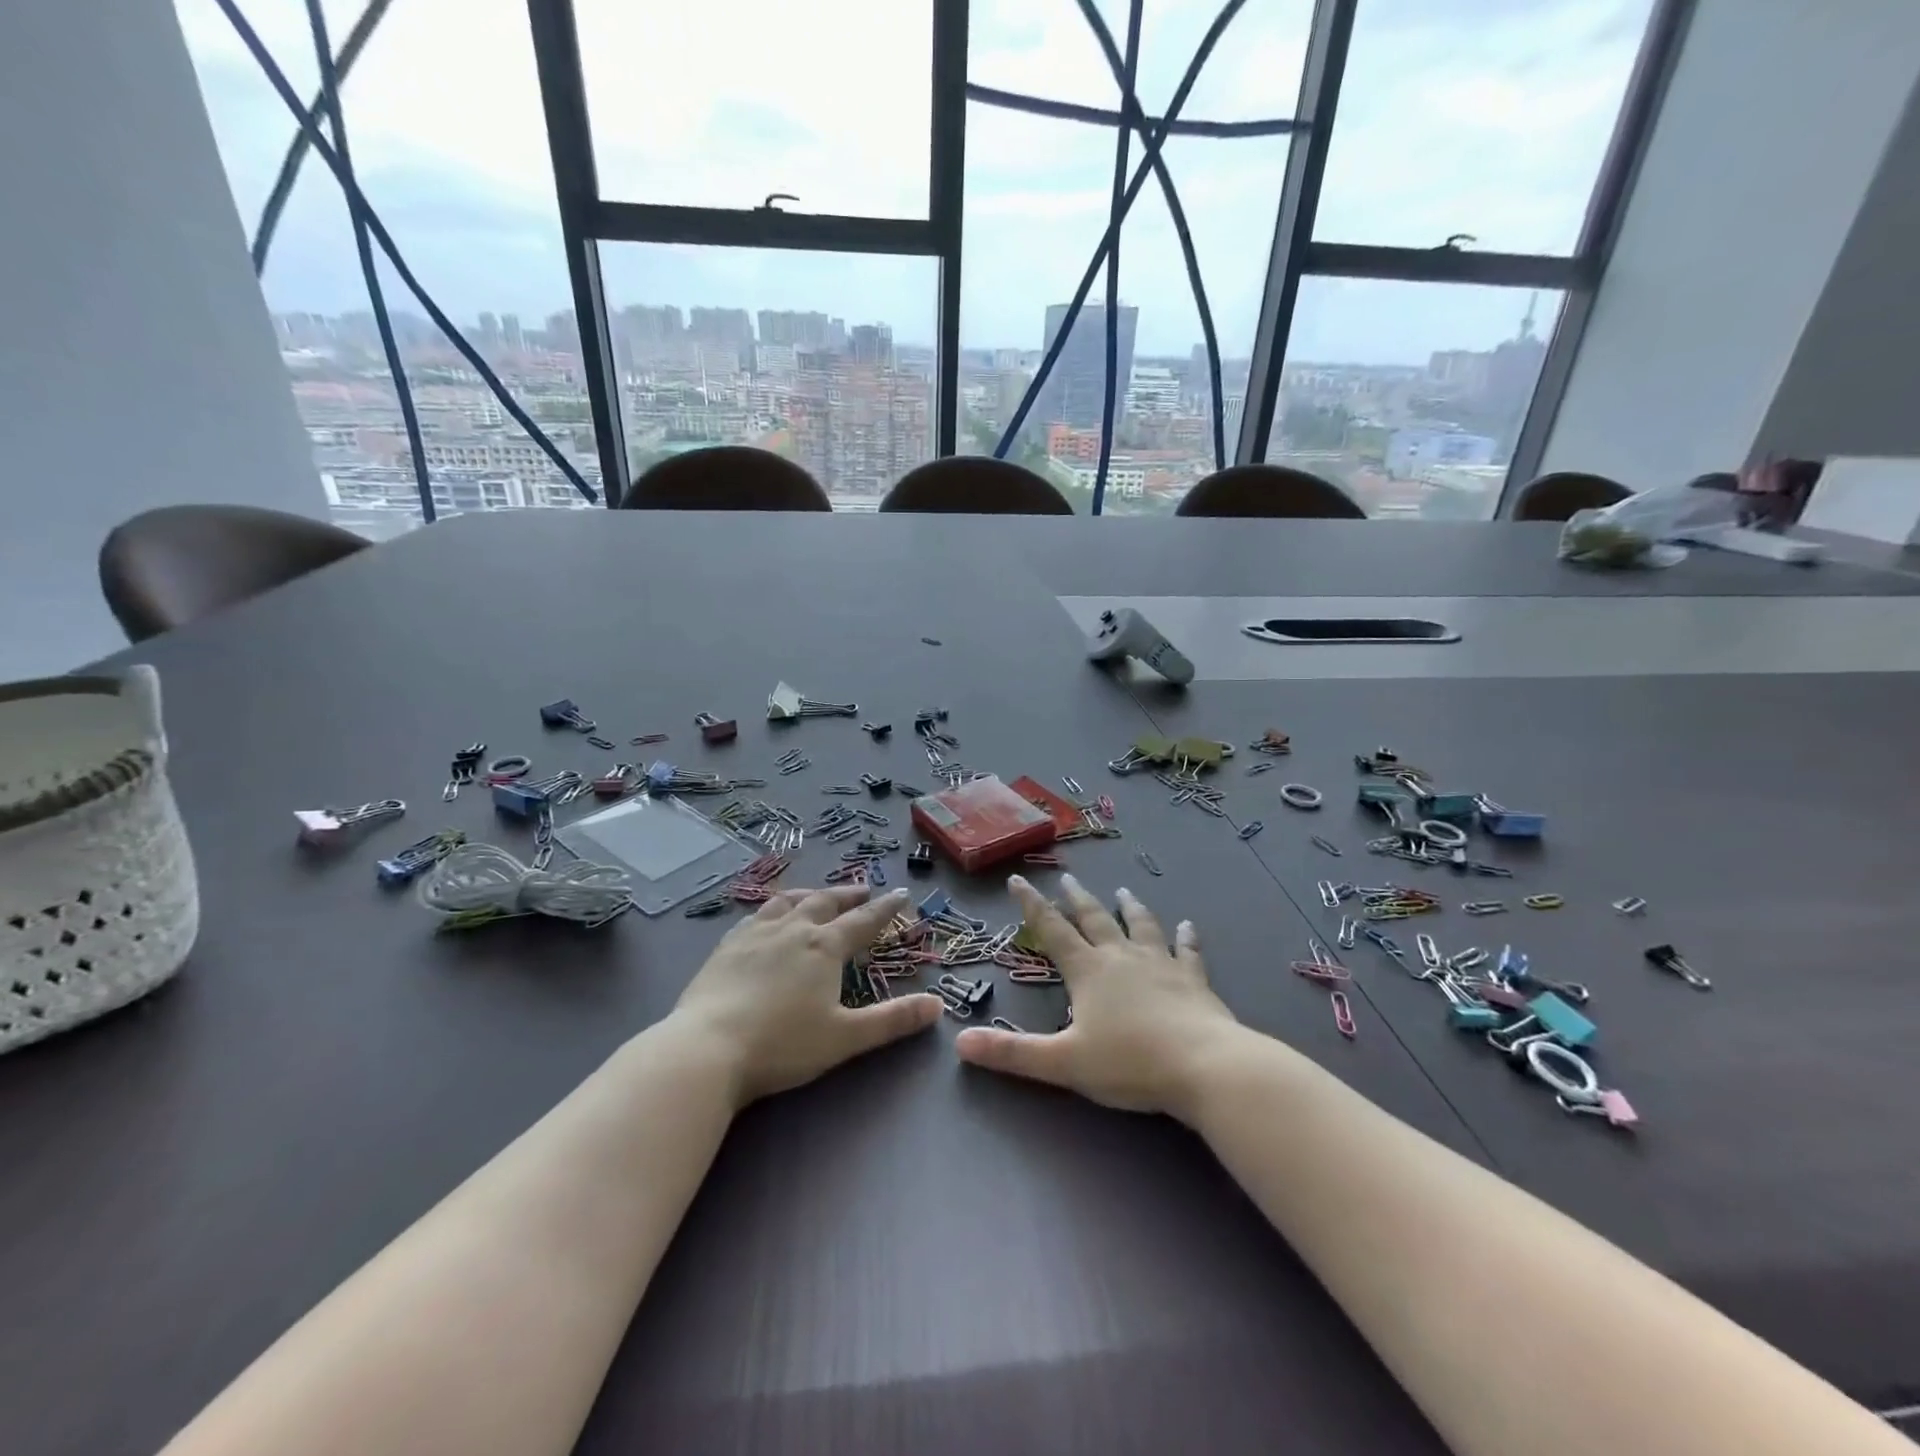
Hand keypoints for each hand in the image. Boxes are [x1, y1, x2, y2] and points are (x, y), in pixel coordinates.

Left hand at [671, 884, 941, 1106]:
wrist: (706, 1049)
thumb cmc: (782, 1045)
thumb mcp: (845, 1037)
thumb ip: (893, 1020)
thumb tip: (939, 1006)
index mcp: (824, 947)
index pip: (863, 920)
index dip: (886, 907)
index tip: (902, 892)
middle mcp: (792, 930)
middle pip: (825, 902)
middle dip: (848, 895)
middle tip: (863, 889)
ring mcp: (755, 934)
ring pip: (788, 902)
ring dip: (810, 895)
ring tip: (819, 894)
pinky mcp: (726, 947)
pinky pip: (755, 915)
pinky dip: (772, 909)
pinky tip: (767, 917)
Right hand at [955, 874, 1239, 1118]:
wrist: (1203, 1065)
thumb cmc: (1129, 1063)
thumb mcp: (1063, 1062)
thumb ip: (1012, 1054)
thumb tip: (960, 1043)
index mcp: (1088, 971)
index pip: (1053, 930)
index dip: (1032, 906)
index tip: (1018, 880)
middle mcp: (1121, 957)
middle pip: (1095, 920)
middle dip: (1078, 900)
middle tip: (1068, 879)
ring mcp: (1161, 964)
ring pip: (1141, 926)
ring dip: (1130, 908)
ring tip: (1123, 891)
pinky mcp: (1194, 980)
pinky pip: (1188, 951)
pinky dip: (1187, 938)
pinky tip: (1189, 926)